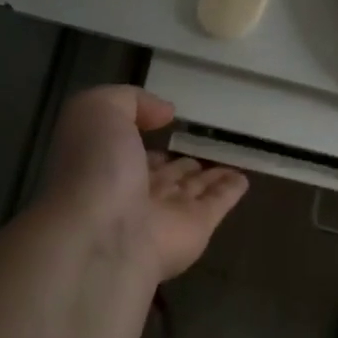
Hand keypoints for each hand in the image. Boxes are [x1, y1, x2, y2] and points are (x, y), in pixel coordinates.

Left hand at [41, 86, 248, 281]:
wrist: (106, 236)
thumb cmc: (95, 169)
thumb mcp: (96, 111)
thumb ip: (129, 101)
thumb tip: (165, 113)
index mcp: (105, 164)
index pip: (128, 148)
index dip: (142, 136)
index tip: (163, 122)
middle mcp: (133, 190)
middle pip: (161, 173)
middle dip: (176, 161)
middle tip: (198, 146)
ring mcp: (166, 213)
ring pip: (191, 188)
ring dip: (206, 177)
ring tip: (226, 161)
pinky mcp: (198, 228)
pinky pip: (218, 204)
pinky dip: (230, 191)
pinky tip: (243, 179)